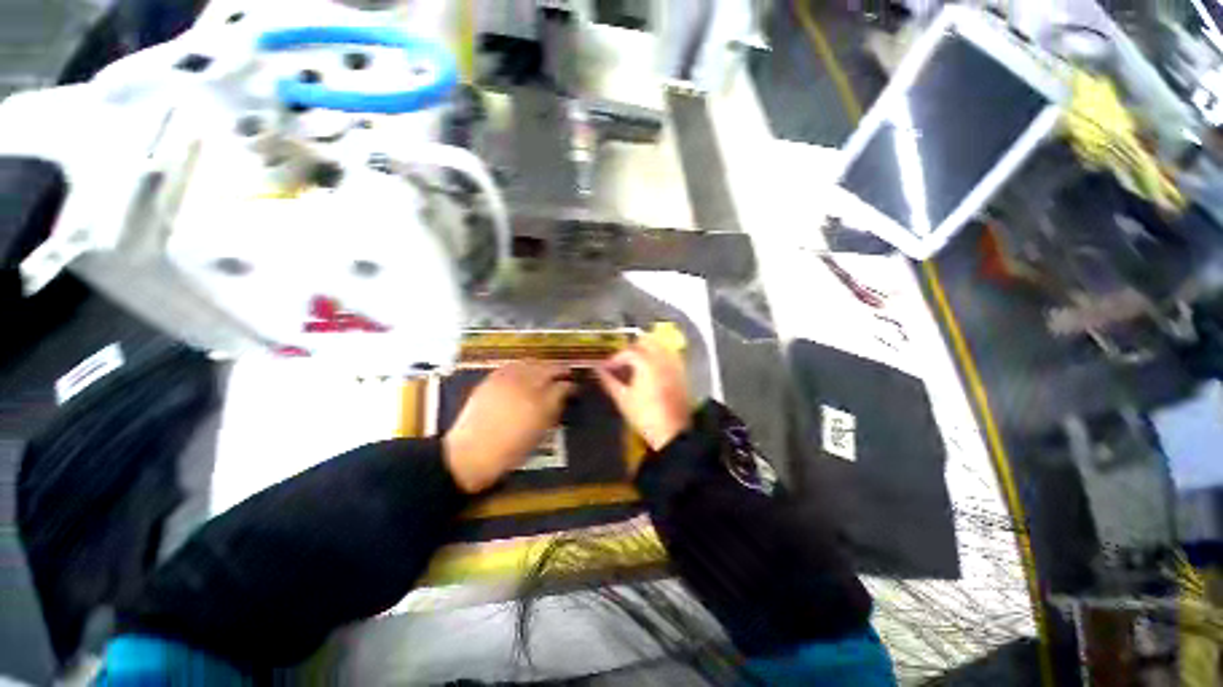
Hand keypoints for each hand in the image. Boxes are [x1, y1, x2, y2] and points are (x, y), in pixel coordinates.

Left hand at [443, 361, 574, 492]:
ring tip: (547, 370)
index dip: (571, 386)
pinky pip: (513, 365)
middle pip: (548, 369)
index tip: (574, 388)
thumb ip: (553, 411)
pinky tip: (526, 370)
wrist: (470, 454)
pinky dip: (524, 365)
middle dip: (559, 370)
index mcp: (539, 404)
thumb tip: (563, 396)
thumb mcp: (539, 434)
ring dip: (542, 365)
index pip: (562, 387)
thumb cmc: (509, 451)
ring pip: (531, 363)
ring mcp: (506, 380)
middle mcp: (524, 386)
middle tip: (565, 374)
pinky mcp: (491, 379)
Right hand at [595, 335, 691, 452]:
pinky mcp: (681, 374)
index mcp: (646, 362)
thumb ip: (609, 381)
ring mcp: (674, 365)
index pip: (628, 352)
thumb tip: (598, 371)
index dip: (614, 358)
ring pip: (660, 347)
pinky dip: (659, 358)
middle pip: (646, 342)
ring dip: (646, 351)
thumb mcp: (622, 398)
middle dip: (631, 349)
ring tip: (635, 364)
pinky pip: (670, 357)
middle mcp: (662, 359)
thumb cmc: (645, 415)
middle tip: (621, 361)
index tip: (606, 367)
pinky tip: (652, 370)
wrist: (672, 432)